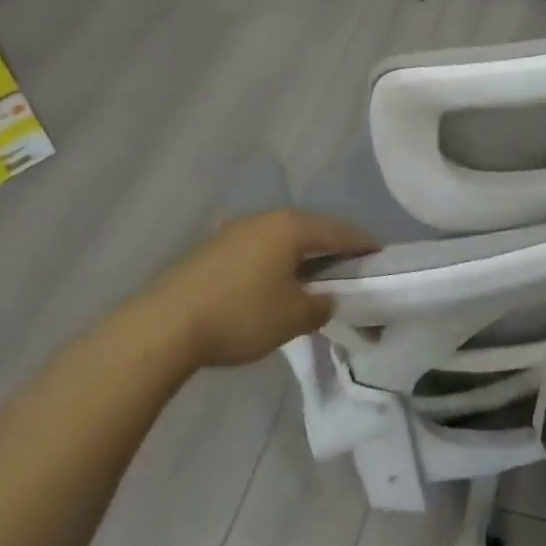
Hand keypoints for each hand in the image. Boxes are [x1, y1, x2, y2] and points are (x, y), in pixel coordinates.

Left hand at [139, 208, 378, 367]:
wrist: (163, 327)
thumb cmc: (241, 315)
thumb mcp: (295, 318)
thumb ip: (322, 306)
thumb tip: (325, 299)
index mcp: (292, 227)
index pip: (341, 231)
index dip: (364, 244)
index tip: (381, 256)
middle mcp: (266, 219)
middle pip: (312, 229)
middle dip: (333, 246)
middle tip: (351, 266)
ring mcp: (235, 231)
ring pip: (283, 238)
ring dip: (302, 254)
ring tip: (314, 276)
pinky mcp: (212, 249)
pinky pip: (259, 249)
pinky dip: (276, 262)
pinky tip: (274, 282)